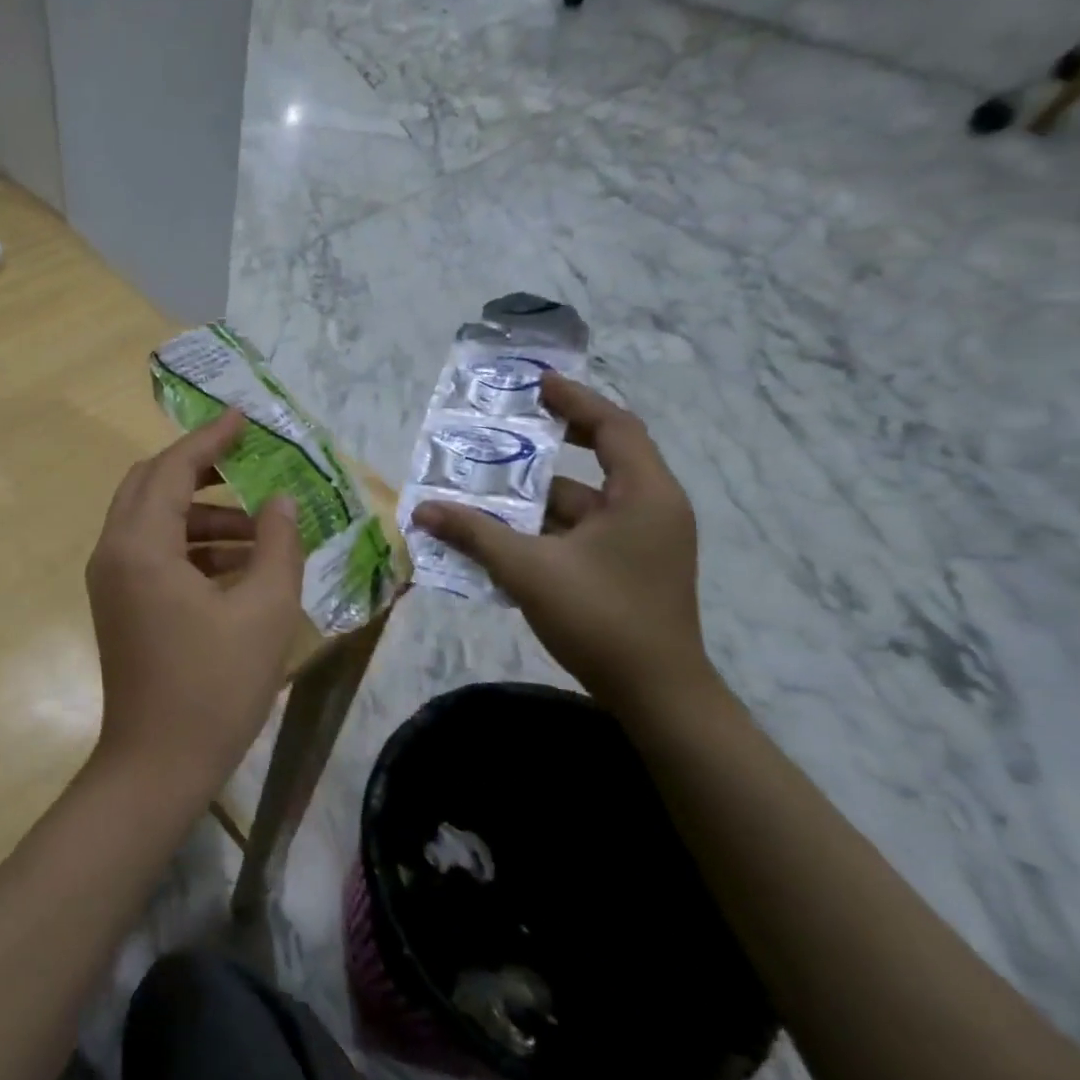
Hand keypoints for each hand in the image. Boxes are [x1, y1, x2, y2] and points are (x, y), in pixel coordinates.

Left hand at [86, 410, 304, 791]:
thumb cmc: (215, 687)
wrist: (158, 764)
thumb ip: (279, 545)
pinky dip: (191, 546)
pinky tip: (239, 566)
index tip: (244, 418)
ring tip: (262, 531)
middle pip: (151, 485)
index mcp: (141, 545)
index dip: (210, 440)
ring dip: (202, 514)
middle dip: (199, 469)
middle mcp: (114, 552)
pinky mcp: (119, 605)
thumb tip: (282, 502)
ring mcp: (111, 581)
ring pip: (153, 521)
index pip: (173, 469)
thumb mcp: (265, 611)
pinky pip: (152, 553)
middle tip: (249, 463)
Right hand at [412, 376, 717, 715]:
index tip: (536, 385)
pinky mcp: (628, 569)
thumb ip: (474, 534)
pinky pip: (579, 534)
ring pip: (580, 505)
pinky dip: (542, 530)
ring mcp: (641, 542)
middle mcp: (650, 509)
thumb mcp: (528, 569)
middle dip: (546, 448)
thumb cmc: (600, 617)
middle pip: (598, 461)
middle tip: (503, 431)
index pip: (614, 427)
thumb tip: (423, 509)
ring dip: (532, 500)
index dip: (575, 401)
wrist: (656, 694)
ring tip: (481, 491)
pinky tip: (499, 537)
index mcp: (644, 495)